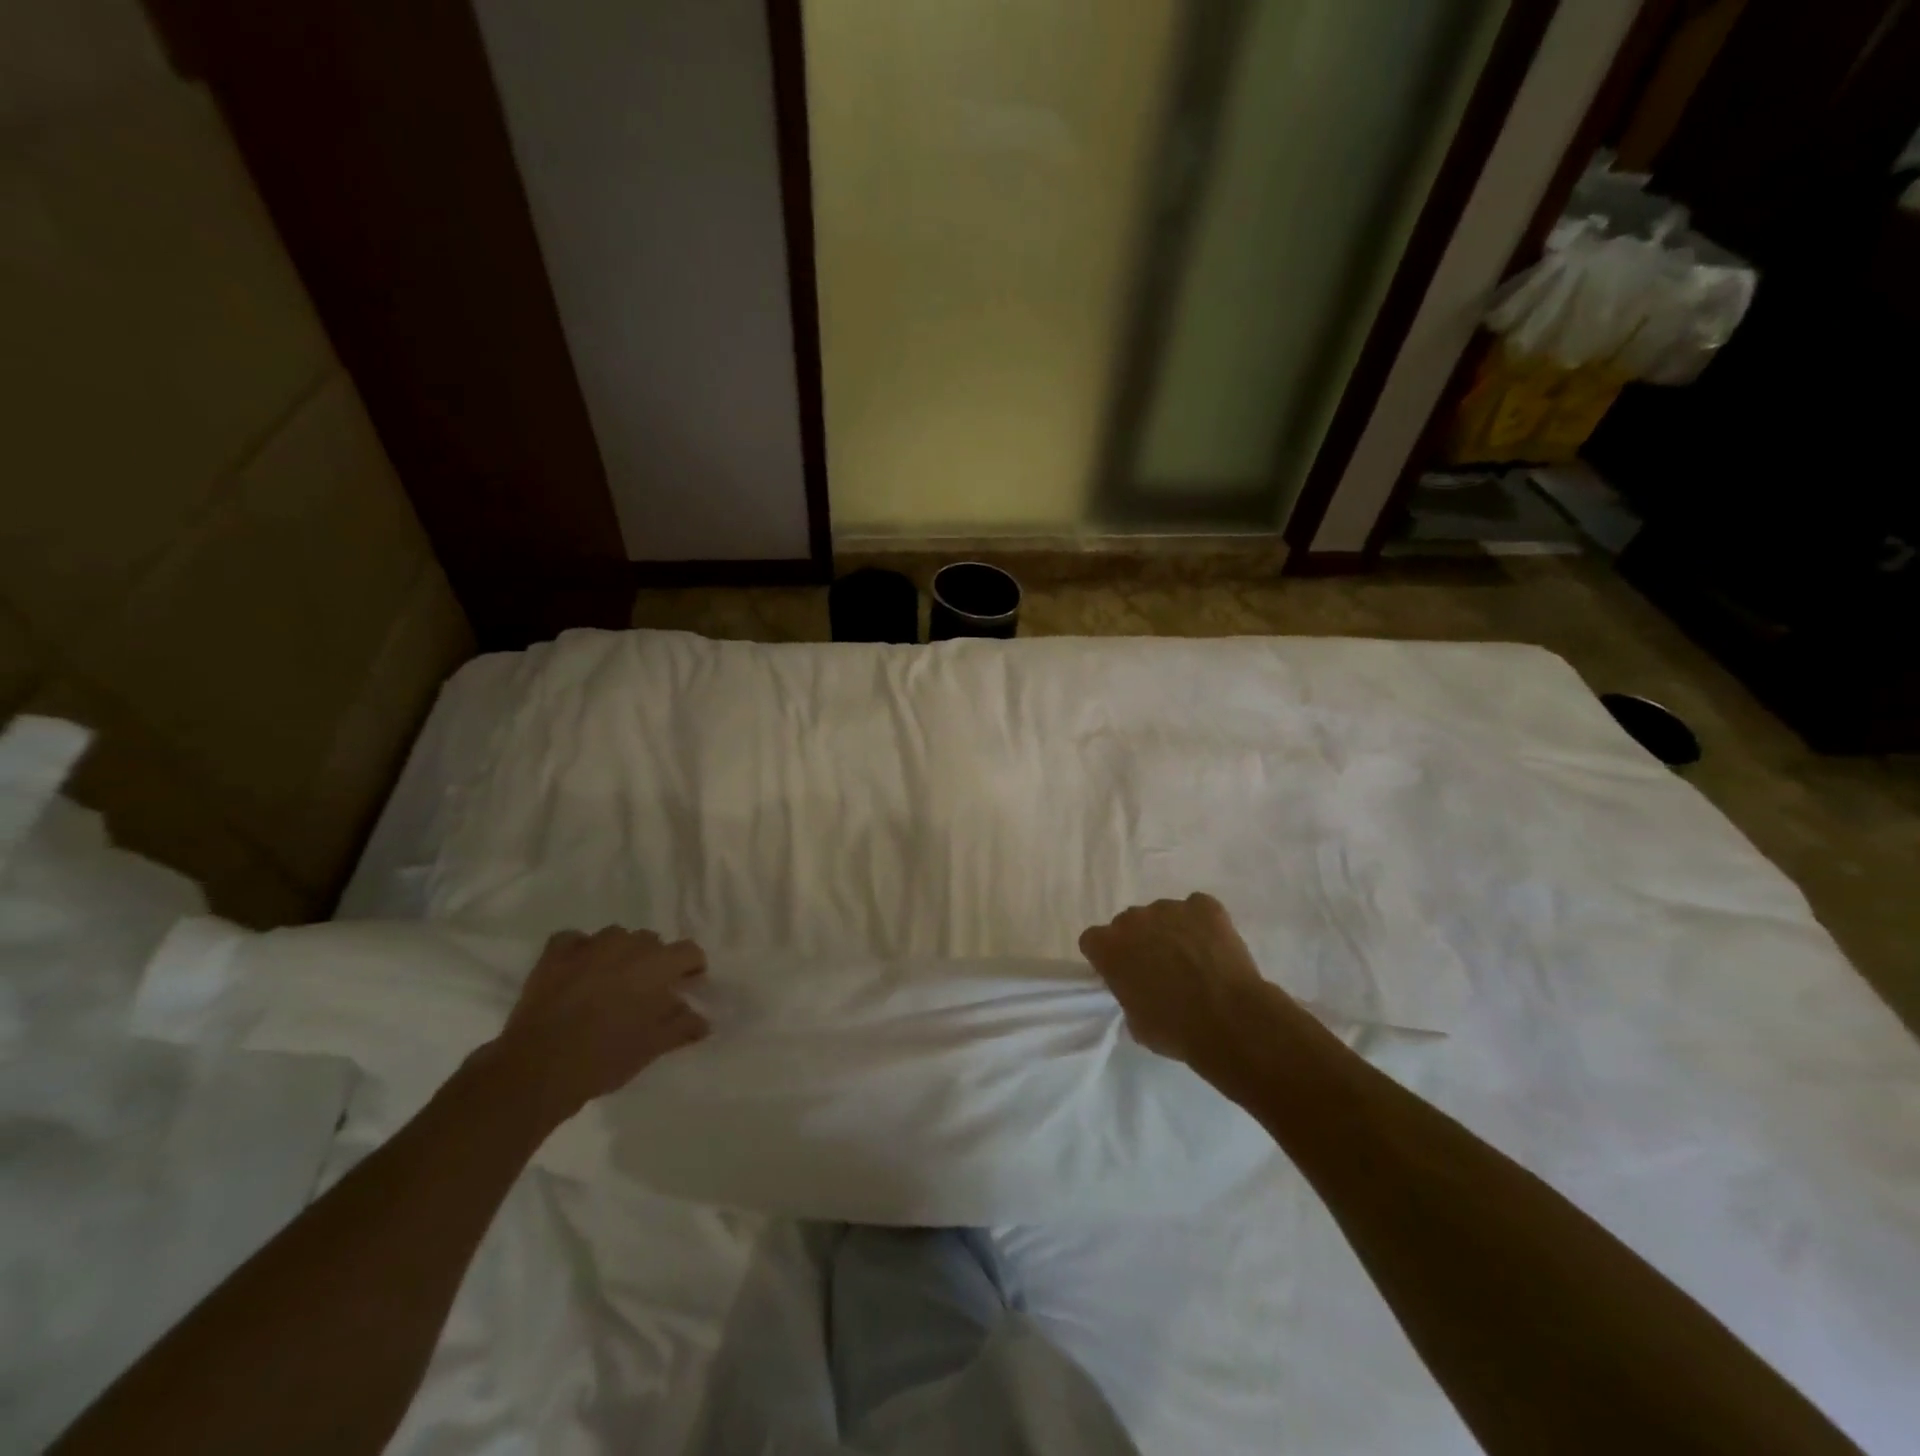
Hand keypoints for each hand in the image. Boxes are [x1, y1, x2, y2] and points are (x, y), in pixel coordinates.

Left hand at [493, 926, 709, 1118]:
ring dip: (620, 954)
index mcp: (658, 964)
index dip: (692, 967)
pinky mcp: (555, 954)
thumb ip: (683, 1026)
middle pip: (652, 942)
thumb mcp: (653, 1047)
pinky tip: (579, 970)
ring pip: (616, 937)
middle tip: (646, 992)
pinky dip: (581, 950)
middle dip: (654, 962)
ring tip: (611, 981)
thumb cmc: (606, 1057)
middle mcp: (628, 945)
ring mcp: (589, 945)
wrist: (538, 1067)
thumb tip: (703, 1020)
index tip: (688, 985)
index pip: (689, 951)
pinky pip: (575, 940)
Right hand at [1078, 893, 1274, 1067]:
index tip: (1122, 973)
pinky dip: (1202, 923)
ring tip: (1194, 960)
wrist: (1229, 1021)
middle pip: (1129, 924)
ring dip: (1171, 931)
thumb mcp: (1135, 1022)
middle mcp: (1134, 919)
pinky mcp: (1204, 906)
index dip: (1107, 956)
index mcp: (1109, 947)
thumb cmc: (1175, 1030)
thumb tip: (1139, 988)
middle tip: (1160, 969)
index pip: (1094, 940)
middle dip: (1140, 941)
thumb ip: (1128, 993)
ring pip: (1163, 915)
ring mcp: (1170, 908)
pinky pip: (1197, 908)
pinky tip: (1213, 947)